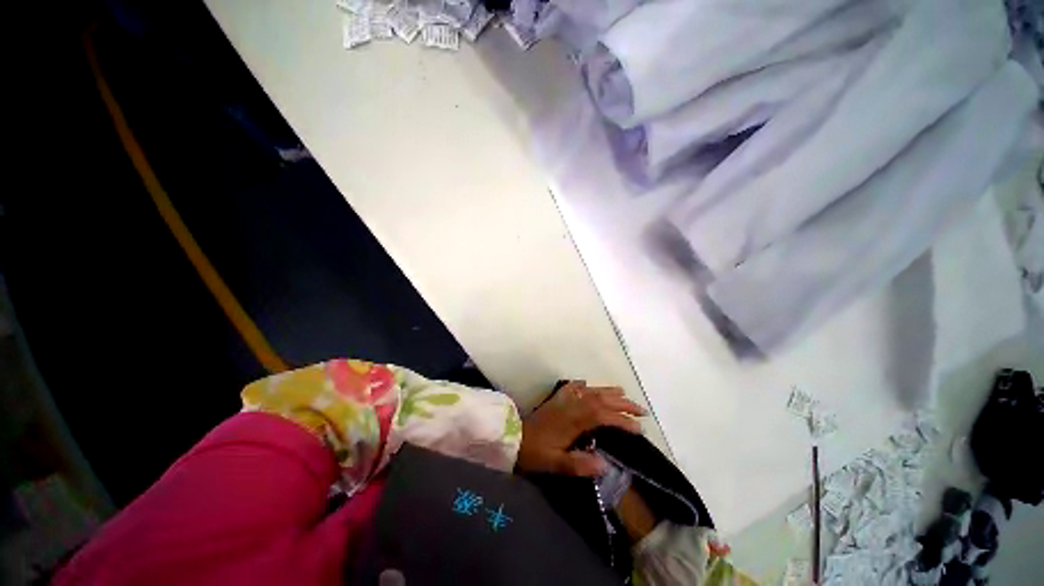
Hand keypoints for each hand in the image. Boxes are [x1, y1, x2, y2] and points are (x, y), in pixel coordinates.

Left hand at [515, 381, 645, 476]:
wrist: (514, 438)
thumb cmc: (535, 453)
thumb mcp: (556, 464)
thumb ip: (579, 465)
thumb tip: (606, 466)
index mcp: (573, 420)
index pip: (602, 416)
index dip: (621, 420)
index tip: (638, 429)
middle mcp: (571, 405)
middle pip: (600, 399)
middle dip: (622, 404)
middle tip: (640, 410)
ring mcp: (563, 400)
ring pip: (590, 391)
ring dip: (608, 391)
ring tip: (623, 393)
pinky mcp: (556, 399)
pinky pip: (572, 387)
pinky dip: (583, 385)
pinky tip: (587, 384)